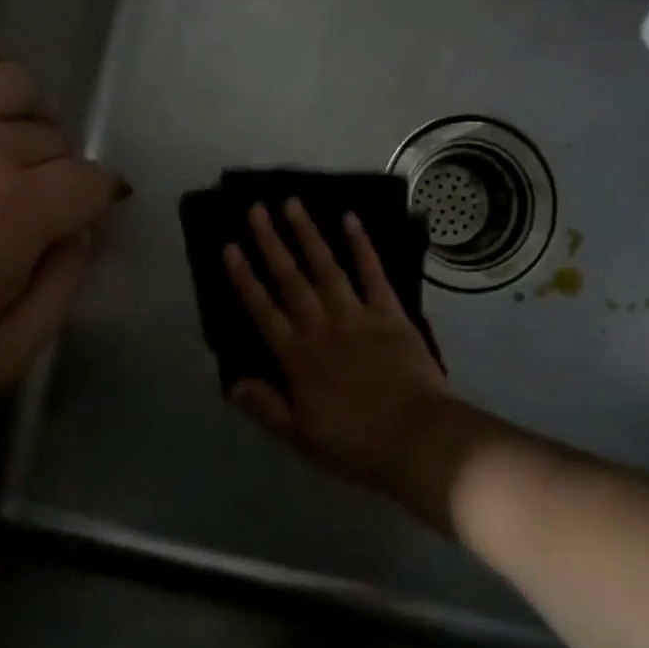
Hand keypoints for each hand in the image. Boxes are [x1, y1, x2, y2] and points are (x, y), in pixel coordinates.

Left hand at [0, 31, 124, 454]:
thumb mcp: (0, 359)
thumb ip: (63, 288)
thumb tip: (81, 229)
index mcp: (2, 218)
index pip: (88, 180)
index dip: (95, 204)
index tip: (77, 223)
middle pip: (54, 135)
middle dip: (58, 173)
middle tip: (29, 207)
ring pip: (14, 83)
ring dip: (27, 119)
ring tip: (1, 152)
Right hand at [223, 199, 469, 505]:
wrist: (418, 441)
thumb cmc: (356, 444)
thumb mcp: (300, 436)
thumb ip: (266, 406)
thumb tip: (231, 383)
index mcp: (296, 357)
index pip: (262, 309)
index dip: (244, 278)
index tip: (230, 247)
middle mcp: (321, 327)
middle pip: (290, 278)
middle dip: (271, 242)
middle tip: (256, 208)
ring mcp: (357, 316)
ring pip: (326, 267)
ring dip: (308, 234)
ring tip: (292, 203)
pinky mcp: (390, 313)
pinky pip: (373, 273)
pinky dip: (362, 245)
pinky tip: (350, 219)